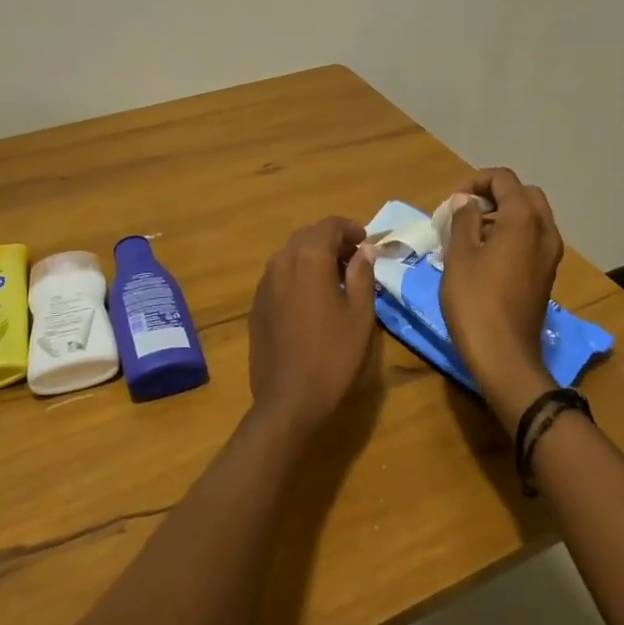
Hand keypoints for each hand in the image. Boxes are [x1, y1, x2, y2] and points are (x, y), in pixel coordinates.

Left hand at [248, 218, 377, 442]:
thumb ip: (362, 274)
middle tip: (355, 260)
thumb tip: (364, 250)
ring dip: (314, 256)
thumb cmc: (333, 355)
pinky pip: (280, 275)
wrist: (288, 399)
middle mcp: (281, 262)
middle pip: (308, 235)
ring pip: (291, 254)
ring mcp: (264, 283)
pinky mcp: (256, 304)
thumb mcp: (360, 314)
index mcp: (308, 259)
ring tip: (337, 279)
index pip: (330, 225)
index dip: (351, 229)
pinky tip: (312, 299)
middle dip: (332, 241)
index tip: (367, 244)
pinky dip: (298, 274)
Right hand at [439, 168, 563, 433]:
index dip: (475, 181)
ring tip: (469, 236)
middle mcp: (544, 231)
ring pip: (530, 218)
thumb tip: (465, 200)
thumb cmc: (475, 301)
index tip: (452, 201)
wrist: (504, 356)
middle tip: (465, 212)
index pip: (504, 179)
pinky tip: (484, 258)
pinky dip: (511, 236)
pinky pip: (532, 240)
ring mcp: (550, 255)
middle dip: (494, 195)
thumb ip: (463, 220)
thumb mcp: (459, 255)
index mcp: (523, 219)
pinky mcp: (546, 275)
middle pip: (523, 195)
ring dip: (502, 216)